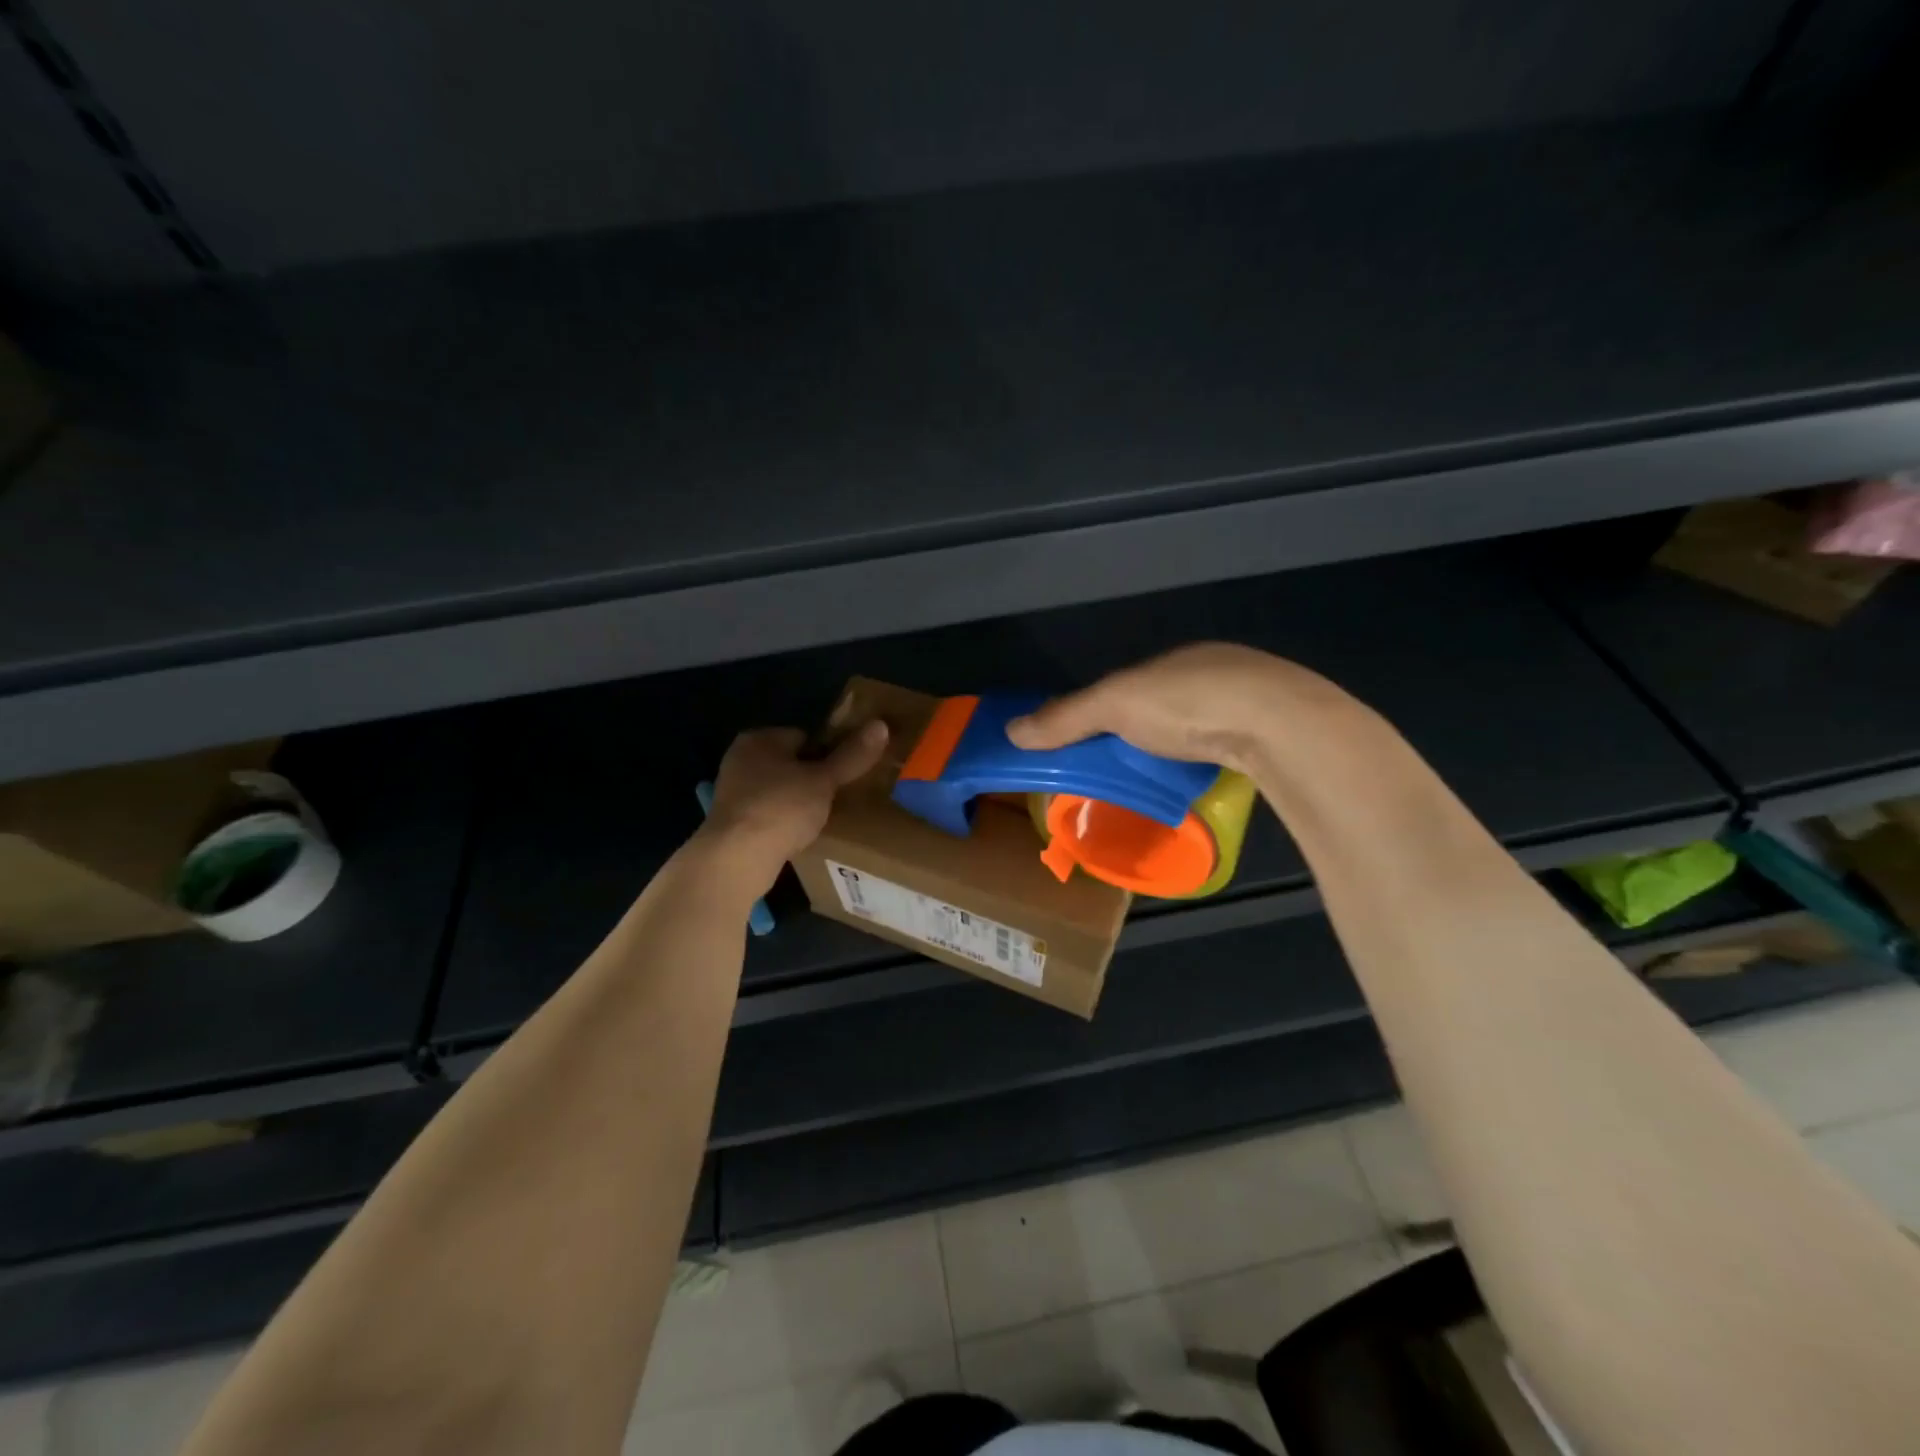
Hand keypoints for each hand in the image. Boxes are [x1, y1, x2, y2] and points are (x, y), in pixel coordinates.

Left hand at [698, 723, 888, 881]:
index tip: (843, 774)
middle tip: (837, 797)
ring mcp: (732, 792)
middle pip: (790, 763)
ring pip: (779, 790)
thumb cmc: (781, 808)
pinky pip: (768, 814)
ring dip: (797, 802)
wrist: (736, 859)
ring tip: (821, 819)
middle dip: (812, 779)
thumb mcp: (823, 781)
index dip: (827, 753)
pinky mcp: (731, 822)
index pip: (803, 736)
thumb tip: (881, 725)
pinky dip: (783, 822)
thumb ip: (851, 755)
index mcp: (758, 739)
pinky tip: (798, 835)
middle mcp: (740, 759)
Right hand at [1007, 643, 1344, 770]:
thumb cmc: (1188, 703)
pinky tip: (1211, 780)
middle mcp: (1218, 670)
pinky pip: (1235, 745)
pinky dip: (1217, 760)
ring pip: (1207, 725)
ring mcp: (1256, 698)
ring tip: (1165, 781)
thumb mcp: (1114, 706)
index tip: (1093, 744)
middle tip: (1126, 769)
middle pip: (1170, 705)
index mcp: (1178, 659)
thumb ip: (1066, 717)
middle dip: (1148, 732)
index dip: (1108, 712)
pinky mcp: (1282, 731)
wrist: (1279, 723)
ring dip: (1185, 748)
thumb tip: (1012, 731)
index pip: (1132, 685)